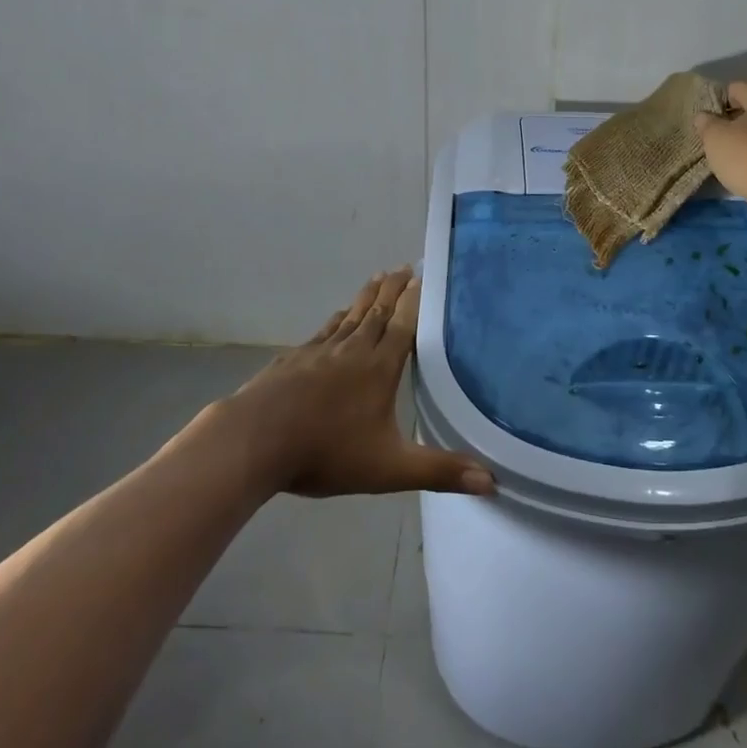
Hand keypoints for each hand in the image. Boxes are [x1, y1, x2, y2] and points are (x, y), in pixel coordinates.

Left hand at [216, 268, 494, 498]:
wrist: (255, 441)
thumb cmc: (326, 452)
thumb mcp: (389, 469)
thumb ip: (439, 471)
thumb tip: (491, 481)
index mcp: (379, 368)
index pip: (403, 326)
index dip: (413, 301)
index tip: (421, 276)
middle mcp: (353, 350)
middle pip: (377, 312)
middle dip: (392, 289)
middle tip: (403, 266)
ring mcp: (320, 351)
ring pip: (351, 316)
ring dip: (367, 297)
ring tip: (377, 279)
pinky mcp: (294, 359)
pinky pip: (325, 330)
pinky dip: (337, 319)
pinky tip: (338, 316)